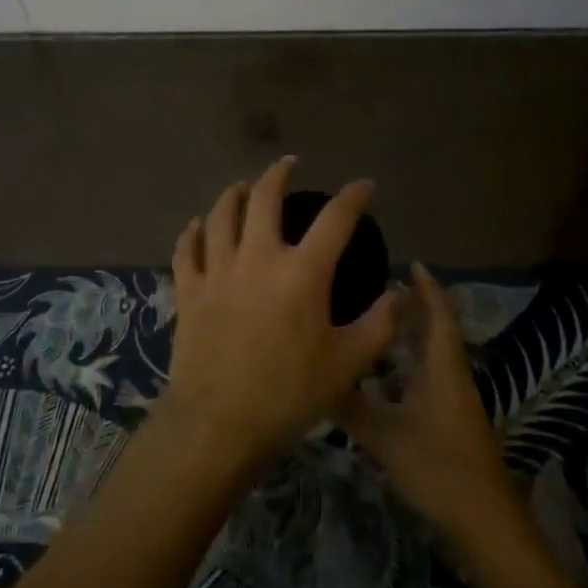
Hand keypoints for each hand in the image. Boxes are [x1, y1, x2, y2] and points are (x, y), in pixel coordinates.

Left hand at [160, 158, 400, 475]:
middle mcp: (258, 258)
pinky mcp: (189, 290)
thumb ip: (380, 324)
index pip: (335, 220)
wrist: (219, 422)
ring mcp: (218, 271)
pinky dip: (193, 232)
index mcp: (302, 272)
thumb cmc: (290, 394)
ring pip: (220, 215)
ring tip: (241, 186)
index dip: (353, 197)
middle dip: (278, 175)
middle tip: (288, 164)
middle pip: (264, 199)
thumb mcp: (349, 363)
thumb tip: (400, 294)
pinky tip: (197, 225)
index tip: (364, 186)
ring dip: (233, 194)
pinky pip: (187, 249)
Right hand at [338, 263, 520, 540]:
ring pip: (431, 356)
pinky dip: (408, 365)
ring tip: (376, 322)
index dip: (427, 288)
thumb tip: (314, 379)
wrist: (484, 520)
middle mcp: (451, 377)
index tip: (411, 263)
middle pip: (436, 331)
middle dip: (414, 307)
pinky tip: (383, 375)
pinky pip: (427, 377)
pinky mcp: (450, 421)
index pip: (438, 316)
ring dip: (410, 336)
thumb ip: (349, 407)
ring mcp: (453, 401)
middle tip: (381, 287)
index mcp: (442, 369)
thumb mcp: (385, 436)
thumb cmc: (439, 467)